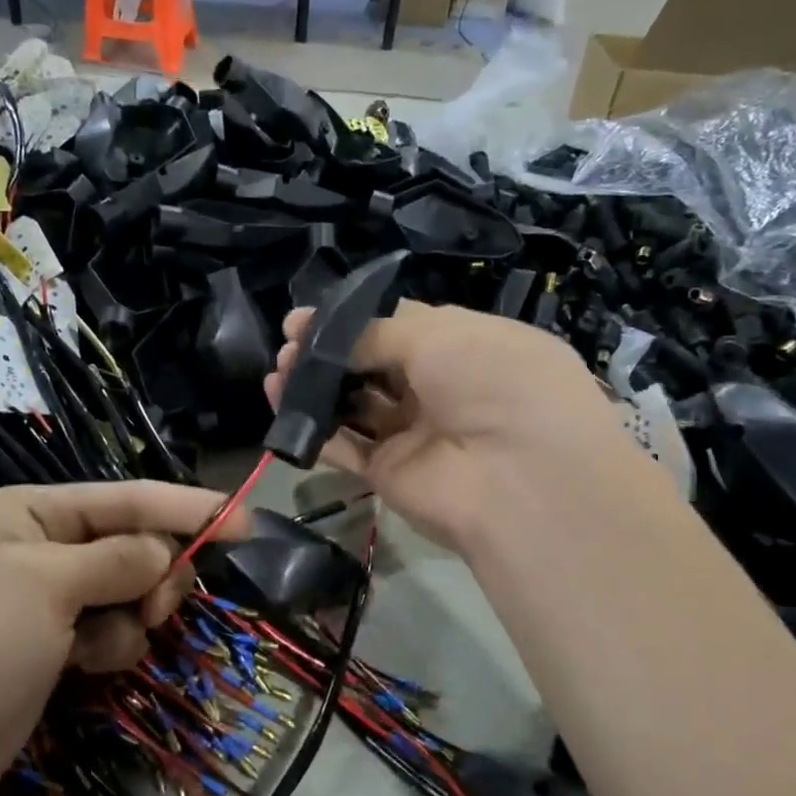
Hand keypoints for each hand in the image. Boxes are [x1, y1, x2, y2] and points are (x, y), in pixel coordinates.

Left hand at [0, 481, 247, 795]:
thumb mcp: (45, 587)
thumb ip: (119, 559)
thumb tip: (168, 552)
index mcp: (30, 513)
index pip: (127, 498)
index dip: (187, 507)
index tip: (247, 522)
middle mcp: (40, 549)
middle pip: (133, 544)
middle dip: (155, 573)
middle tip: (158, 607)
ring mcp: (44, 605)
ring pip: (128, 592)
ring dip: (132, 615)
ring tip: (103, 648)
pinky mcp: (50, 653)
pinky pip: (109, 632)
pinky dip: (111, 647)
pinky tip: (87, 670)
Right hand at [265, 301, 632, 555]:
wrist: (517, 477)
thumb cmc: (489, 382)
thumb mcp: (438, 335)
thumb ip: (376, 333)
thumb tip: (328, 336)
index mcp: (464, 346)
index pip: (400, 325)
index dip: (352, 319)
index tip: (306, 318)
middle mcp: (440, 388)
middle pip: (372, 364)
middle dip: (327, 351)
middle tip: (287, 342)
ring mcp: (414, 432)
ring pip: (354, 404)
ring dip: (315, 385)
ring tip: (278, 371)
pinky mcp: (389, 472)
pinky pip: (345, 444)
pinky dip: (312, 425)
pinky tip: (281, 403)